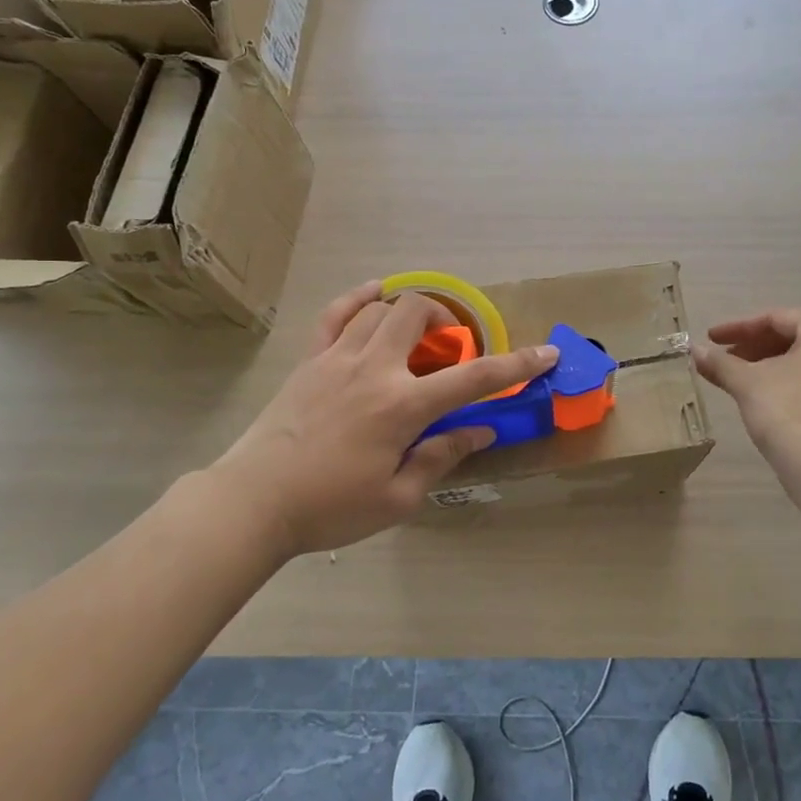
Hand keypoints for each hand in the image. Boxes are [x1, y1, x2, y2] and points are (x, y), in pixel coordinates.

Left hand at [210, 282, 558, 557]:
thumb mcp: (398, 497)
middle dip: (447, 322)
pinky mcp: (310, 360)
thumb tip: (480, 430)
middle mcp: (374, 369)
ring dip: (407, 313)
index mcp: (402, 407)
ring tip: (415, 334)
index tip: (545, 353)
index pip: (473, 378)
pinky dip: (359, 298)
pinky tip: (374, 293)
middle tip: (451, 349)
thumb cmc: (330, 507)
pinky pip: (335, 314)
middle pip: (419, 316)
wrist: (254, 501)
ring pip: (380, 309)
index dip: (516, 364)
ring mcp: (337, 358)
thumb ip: (441, 457)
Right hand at [695, 309, 800, 460]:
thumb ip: (720, 362)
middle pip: (792, 338)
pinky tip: (761, 397)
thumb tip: (694, 350)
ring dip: (767, 367)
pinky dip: (787, 383)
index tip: (710, 339)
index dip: (737, 329)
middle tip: (722, 360)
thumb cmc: (788, 410)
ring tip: (735, 379)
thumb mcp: (747, 382)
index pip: (775, 319)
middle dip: (752, 348)